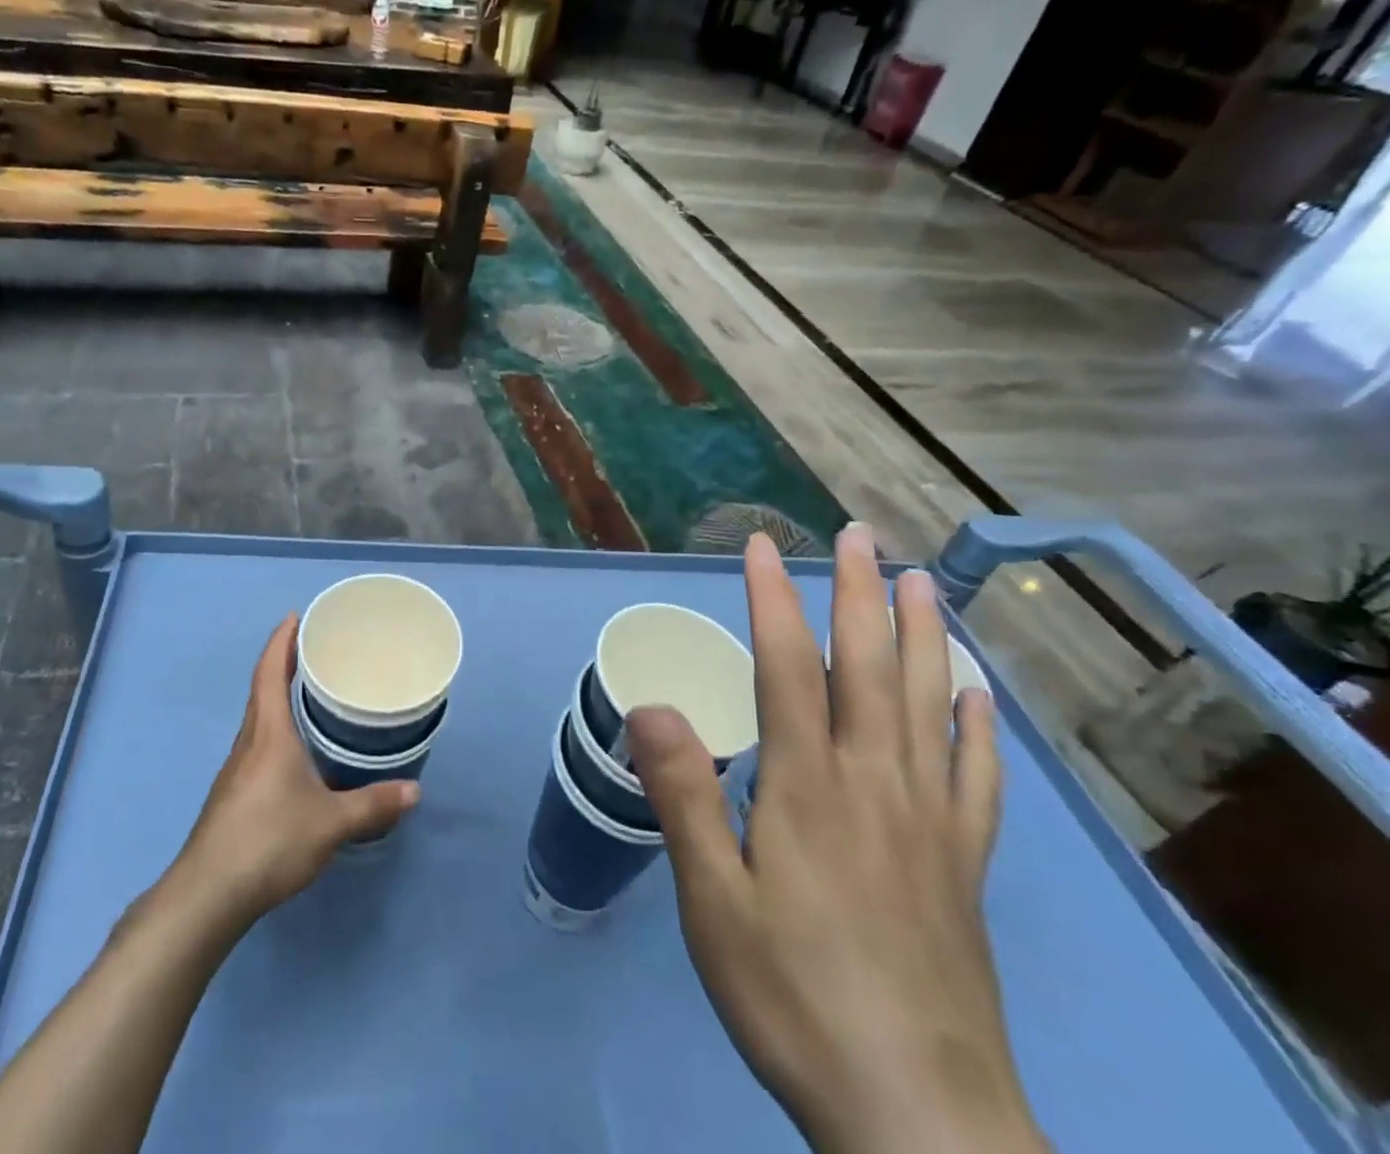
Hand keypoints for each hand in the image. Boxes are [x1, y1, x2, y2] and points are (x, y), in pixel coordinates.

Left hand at [173, 615, 419, 931]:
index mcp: (268, 733)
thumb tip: (415, 791)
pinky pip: (257, 742)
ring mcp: (236, 768)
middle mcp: (249, 741)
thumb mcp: (330, 823)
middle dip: (283, 662)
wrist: (208, 894)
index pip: (270, 672)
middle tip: (313, 647)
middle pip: (262, 689)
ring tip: (309, 691)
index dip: (281, 640)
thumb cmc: (269, 841)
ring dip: (277, 695)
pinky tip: (295, 749)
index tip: (295, 616)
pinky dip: (275, 726)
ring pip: (258, 717)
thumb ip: (372, 804)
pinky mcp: (233, 793)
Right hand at [628, 525, 1048, 1153]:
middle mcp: (875, 781)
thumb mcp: (711, 900)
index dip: (773, 598)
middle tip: (859, 535)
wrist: (919, 1120)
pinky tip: (980, 695)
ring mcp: (931, 820)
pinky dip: (980, 724)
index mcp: (808, 784)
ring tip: (922, 582)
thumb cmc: (793, 996)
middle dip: (859, 591)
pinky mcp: (964, 864)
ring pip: (932, 703)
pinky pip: (978, 775)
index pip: (788, 665)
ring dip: (926, 634)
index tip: (762, 545)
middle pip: (870, 665)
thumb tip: (650, 704)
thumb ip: (682, 795)